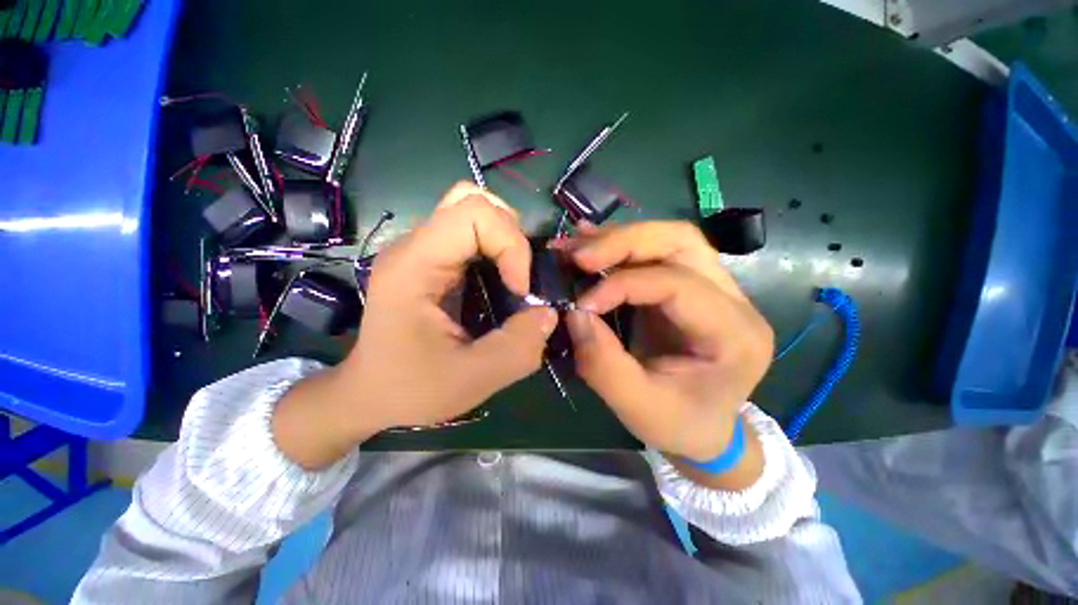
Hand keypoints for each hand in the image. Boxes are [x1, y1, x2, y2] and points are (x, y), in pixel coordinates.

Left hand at [273, 183, 556, 468]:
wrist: (370, 395)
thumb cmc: (410, 389)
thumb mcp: (472, 380)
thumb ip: (518, 348)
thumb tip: (549, 313)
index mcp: (414, 266)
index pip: (474, 212)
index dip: (511, 245)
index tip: (518, 290)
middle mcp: (415, 246)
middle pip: (473, 201)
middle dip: (511, 235)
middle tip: (517, 278)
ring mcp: (421, 251)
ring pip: (473, 211)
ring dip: (505, 239)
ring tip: (512, 278)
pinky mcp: (431, 261)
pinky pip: (471, 233)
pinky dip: (496, 249)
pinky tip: (498, 280)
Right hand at [558, 222, 773, 485]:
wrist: (703, 427)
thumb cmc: (680, 424)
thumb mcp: (639, 409)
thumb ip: (604, 365)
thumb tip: (575, 314)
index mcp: (734, 334)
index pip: (678, 285)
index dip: (623, 285)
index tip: (581, 304)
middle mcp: (733, 300)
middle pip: (681, 242)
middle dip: (624, 242)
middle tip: (578, 255)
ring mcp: (714, 287)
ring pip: (669, 239)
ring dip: (619, 238)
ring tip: (578, 245)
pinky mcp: (689, 286)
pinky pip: (657, 252)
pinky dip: (620, 244)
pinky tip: (590, 239)